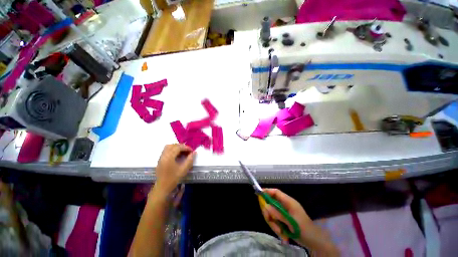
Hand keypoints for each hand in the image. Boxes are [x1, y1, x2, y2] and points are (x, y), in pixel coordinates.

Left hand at [154, 144, 195, 195]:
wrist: (162, 188)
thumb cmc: (173, 179)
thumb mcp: (184, 169)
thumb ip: (190, 160)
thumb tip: (194, 152)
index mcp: (169, 157)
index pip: (178, 147)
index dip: (186, 148)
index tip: (192, 151)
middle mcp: (164, 155)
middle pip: (172, 145)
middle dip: (181, 146)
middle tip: (188, 151)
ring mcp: (161, 157)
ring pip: (168, 147)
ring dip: (176, 147)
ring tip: (183, 152)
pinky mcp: (160, 160)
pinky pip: (166, 151)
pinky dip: (172, 150)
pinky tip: (177, 156)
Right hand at [262, 188, 339, 256]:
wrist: (314, 242)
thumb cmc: (304, 229)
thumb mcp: (291, 221)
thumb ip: (278, 213)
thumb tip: (265, 206)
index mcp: (288, 202)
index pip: (275, 192)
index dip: (267, 191)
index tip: (258, 193)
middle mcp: (285, 205)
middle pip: (271, 204)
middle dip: (269, 213)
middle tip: (270, 221)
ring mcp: (284, 213)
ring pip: (272, 214)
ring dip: (274, 224)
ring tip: (280, 233)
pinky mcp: (283, 220)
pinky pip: (275, 221)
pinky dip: (277, 228)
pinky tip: (283, 235)